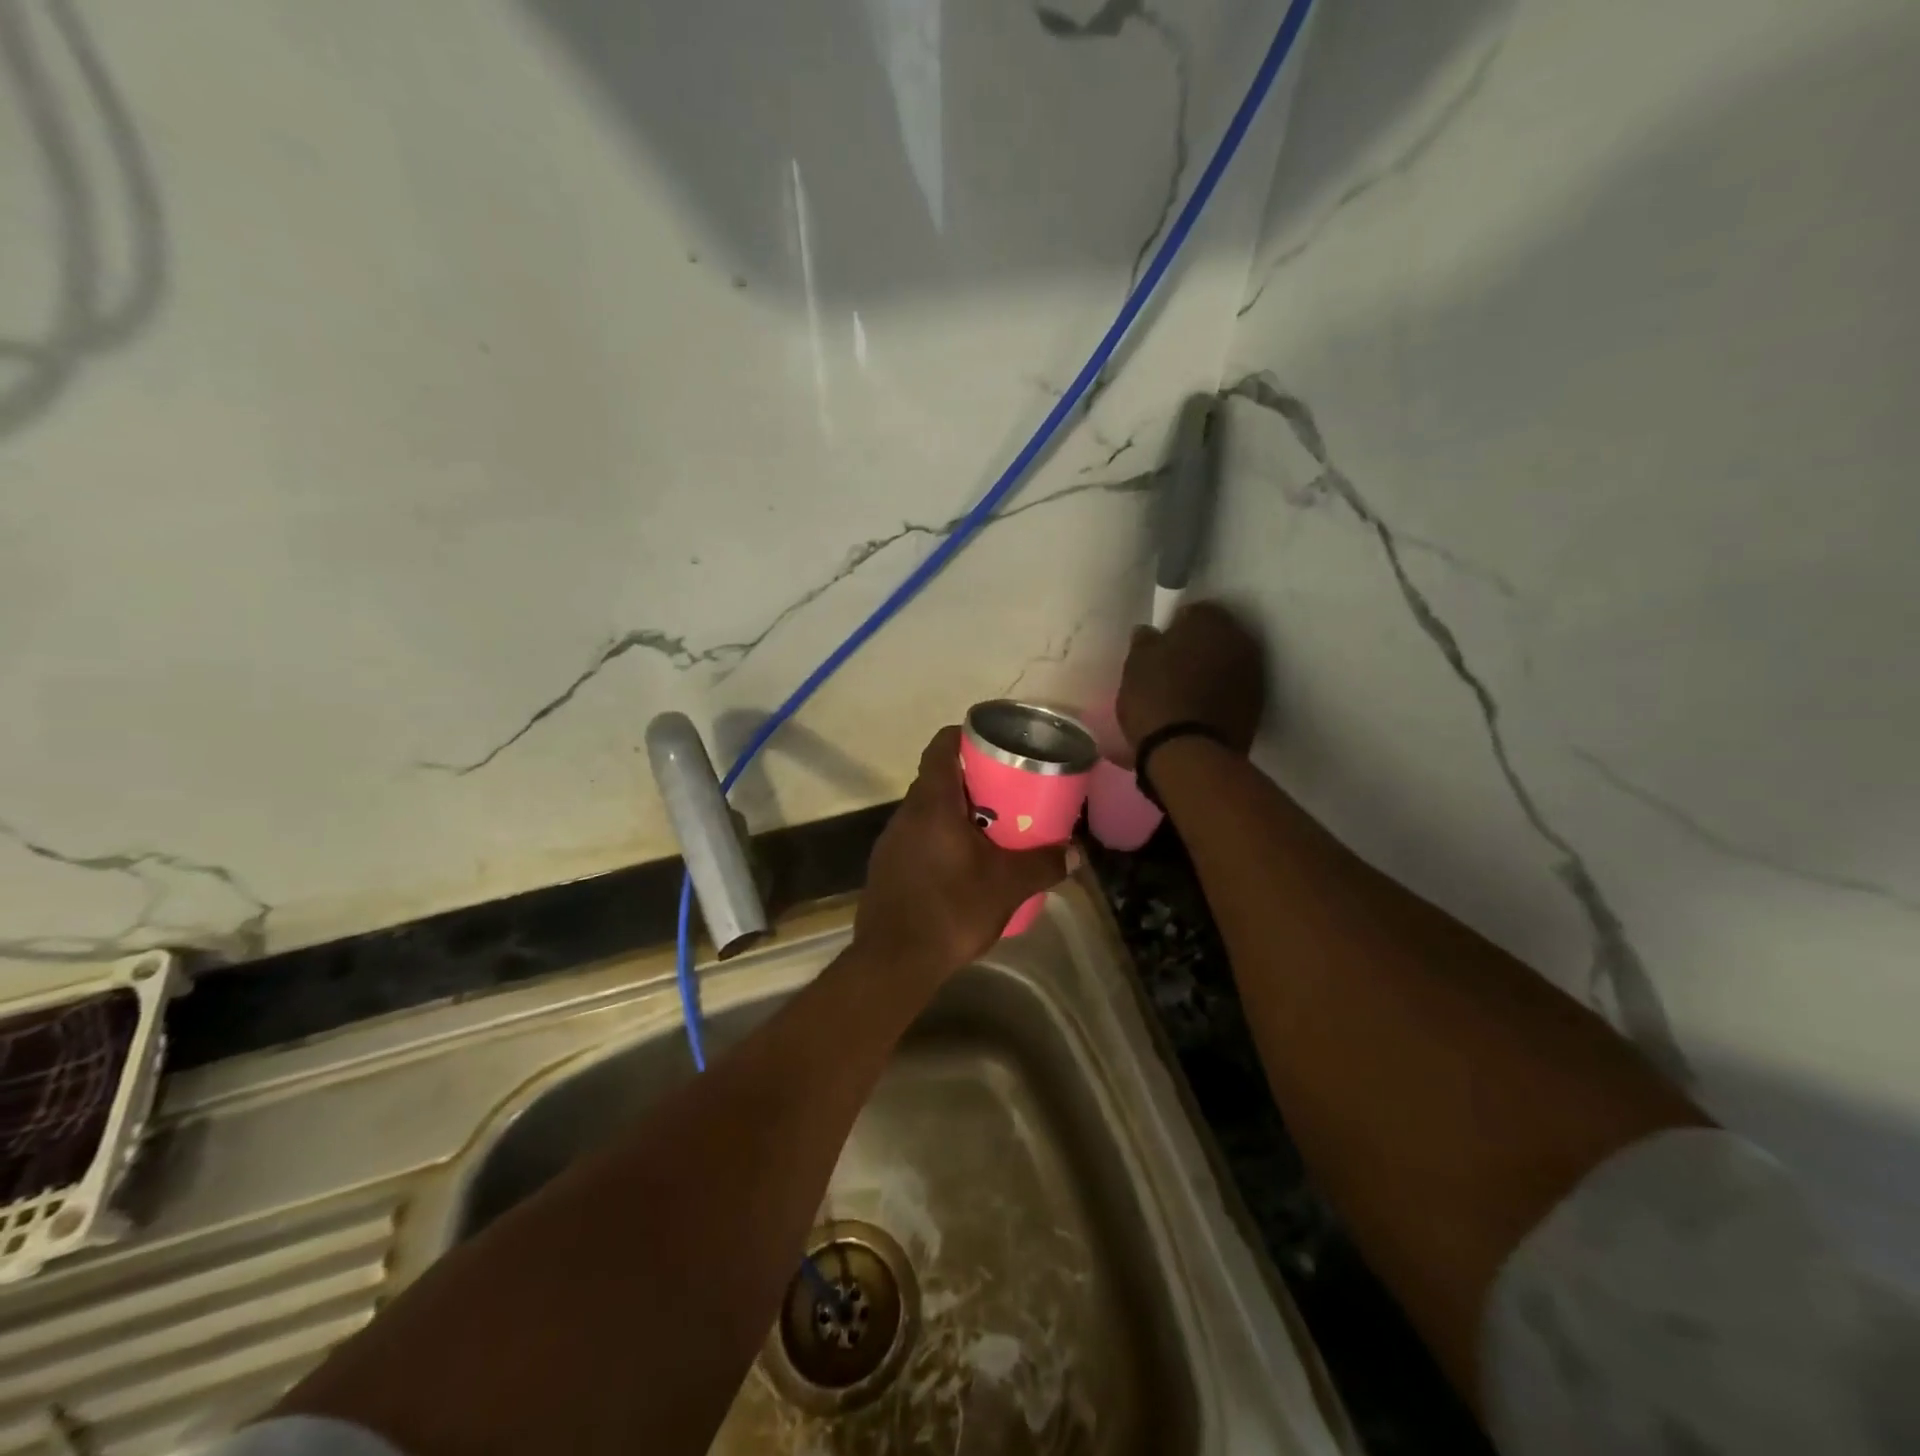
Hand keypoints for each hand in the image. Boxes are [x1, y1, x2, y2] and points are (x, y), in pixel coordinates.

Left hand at [854, 726, 1070, 977]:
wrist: (894, 961)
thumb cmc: (952, 910)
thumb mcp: (1008, 886)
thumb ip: (1044, 865)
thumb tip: (1077, 854)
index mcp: (932, 804)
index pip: (941, 747)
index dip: (964, 735)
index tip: (991, 742)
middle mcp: (906, 813)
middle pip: (936, 779)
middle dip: (970, 780)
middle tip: (1005, 791)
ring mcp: (890, 840)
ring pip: (926, 811)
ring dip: (955, 813)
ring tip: (988, 828)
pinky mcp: (885, 866)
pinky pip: (916, 837)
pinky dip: (939, 838)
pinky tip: (961, 865)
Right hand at [1117, 599, 1265, 752]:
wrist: (1188, 753)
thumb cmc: (1155, 700)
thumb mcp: (1134, 666)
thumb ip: (1144, 641)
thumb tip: (1150, 632)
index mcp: (1210, 621)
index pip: (1194, 610)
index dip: (1176, 626)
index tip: (1162, 644)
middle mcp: (1240, 639)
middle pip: (1218, 635)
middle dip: (1200, 645)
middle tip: (1175, 666)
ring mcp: (1254, 673)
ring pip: (1229, 661)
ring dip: (1213, 669)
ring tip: (1189, 689)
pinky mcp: (1257, 704)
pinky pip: (1236, 688)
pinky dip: (1222, 692)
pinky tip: (1202, 707)